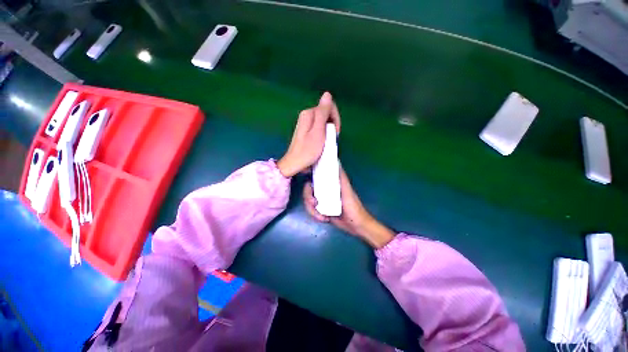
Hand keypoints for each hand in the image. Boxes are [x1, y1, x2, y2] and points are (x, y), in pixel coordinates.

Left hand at [277, 92, 340, 177]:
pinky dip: (324, 134)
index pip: (329, 107)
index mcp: (309, 113)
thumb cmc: (308, 150)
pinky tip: (323, 143)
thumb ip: (323, 113)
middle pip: (327, 114)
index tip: (334, 133)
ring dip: (329, 131)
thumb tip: (327, 94)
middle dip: (332, 125)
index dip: (335, 119)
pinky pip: (320, 128)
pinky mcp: (307, 131)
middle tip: (331, 139)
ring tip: (327, 143)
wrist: (295, 163)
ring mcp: (306, 123)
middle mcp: (307, 115)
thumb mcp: (318, 131)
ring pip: (324, 122)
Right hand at [303, 168, 394, 248]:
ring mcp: (322, 200)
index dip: (309, 179)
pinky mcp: (321, 209)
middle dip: (308, 198)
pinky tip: (324, 218)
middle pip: (308, 190)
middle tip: (315, 204)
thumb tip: (337, 162)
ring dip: (312, 210)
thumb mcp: (347, 191)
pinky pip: (311, 210)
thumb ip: (342, 178)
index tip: (309, 186)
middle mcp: (324, 189)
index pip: (315, 177)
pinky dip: (315, 215)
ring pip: (308, 201)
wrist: (355, 226)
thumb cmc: (353, 207)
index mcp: (331, 183)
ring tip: (322, 216)